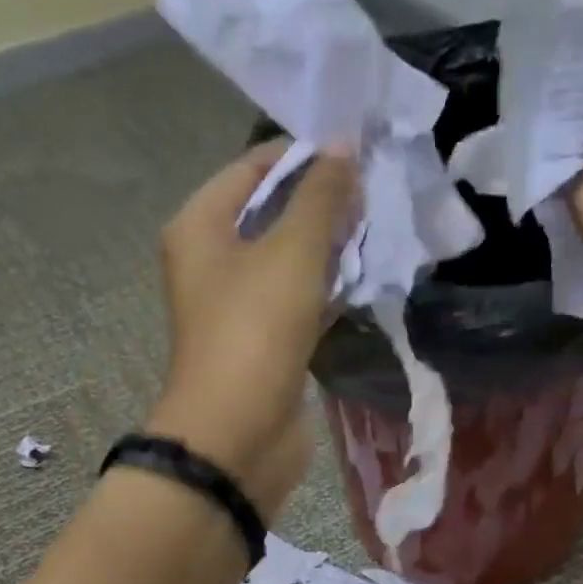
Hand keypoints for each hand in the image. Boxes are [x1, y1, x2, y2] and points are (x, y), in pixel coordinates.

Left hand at [149, 139, 358, 518]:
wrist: (239, 436)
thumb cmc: (254, 334)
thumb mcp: (291, 253)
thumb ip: (321, 197)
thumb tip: (345, 147)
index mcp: (201, 227)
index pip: (253, 167)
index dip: (304, 154)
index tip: (358, 151)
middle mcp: (214, 262)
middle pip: (272, 214)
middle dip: (322, 203)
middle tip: (378, 191)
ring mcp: (240, 308)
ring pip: (290, 262)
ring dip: (330, 248)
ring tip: (381, 227)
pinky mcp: (267, 346)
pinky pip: (300, 304)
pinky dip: (328, 290)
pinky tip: (367, 277)